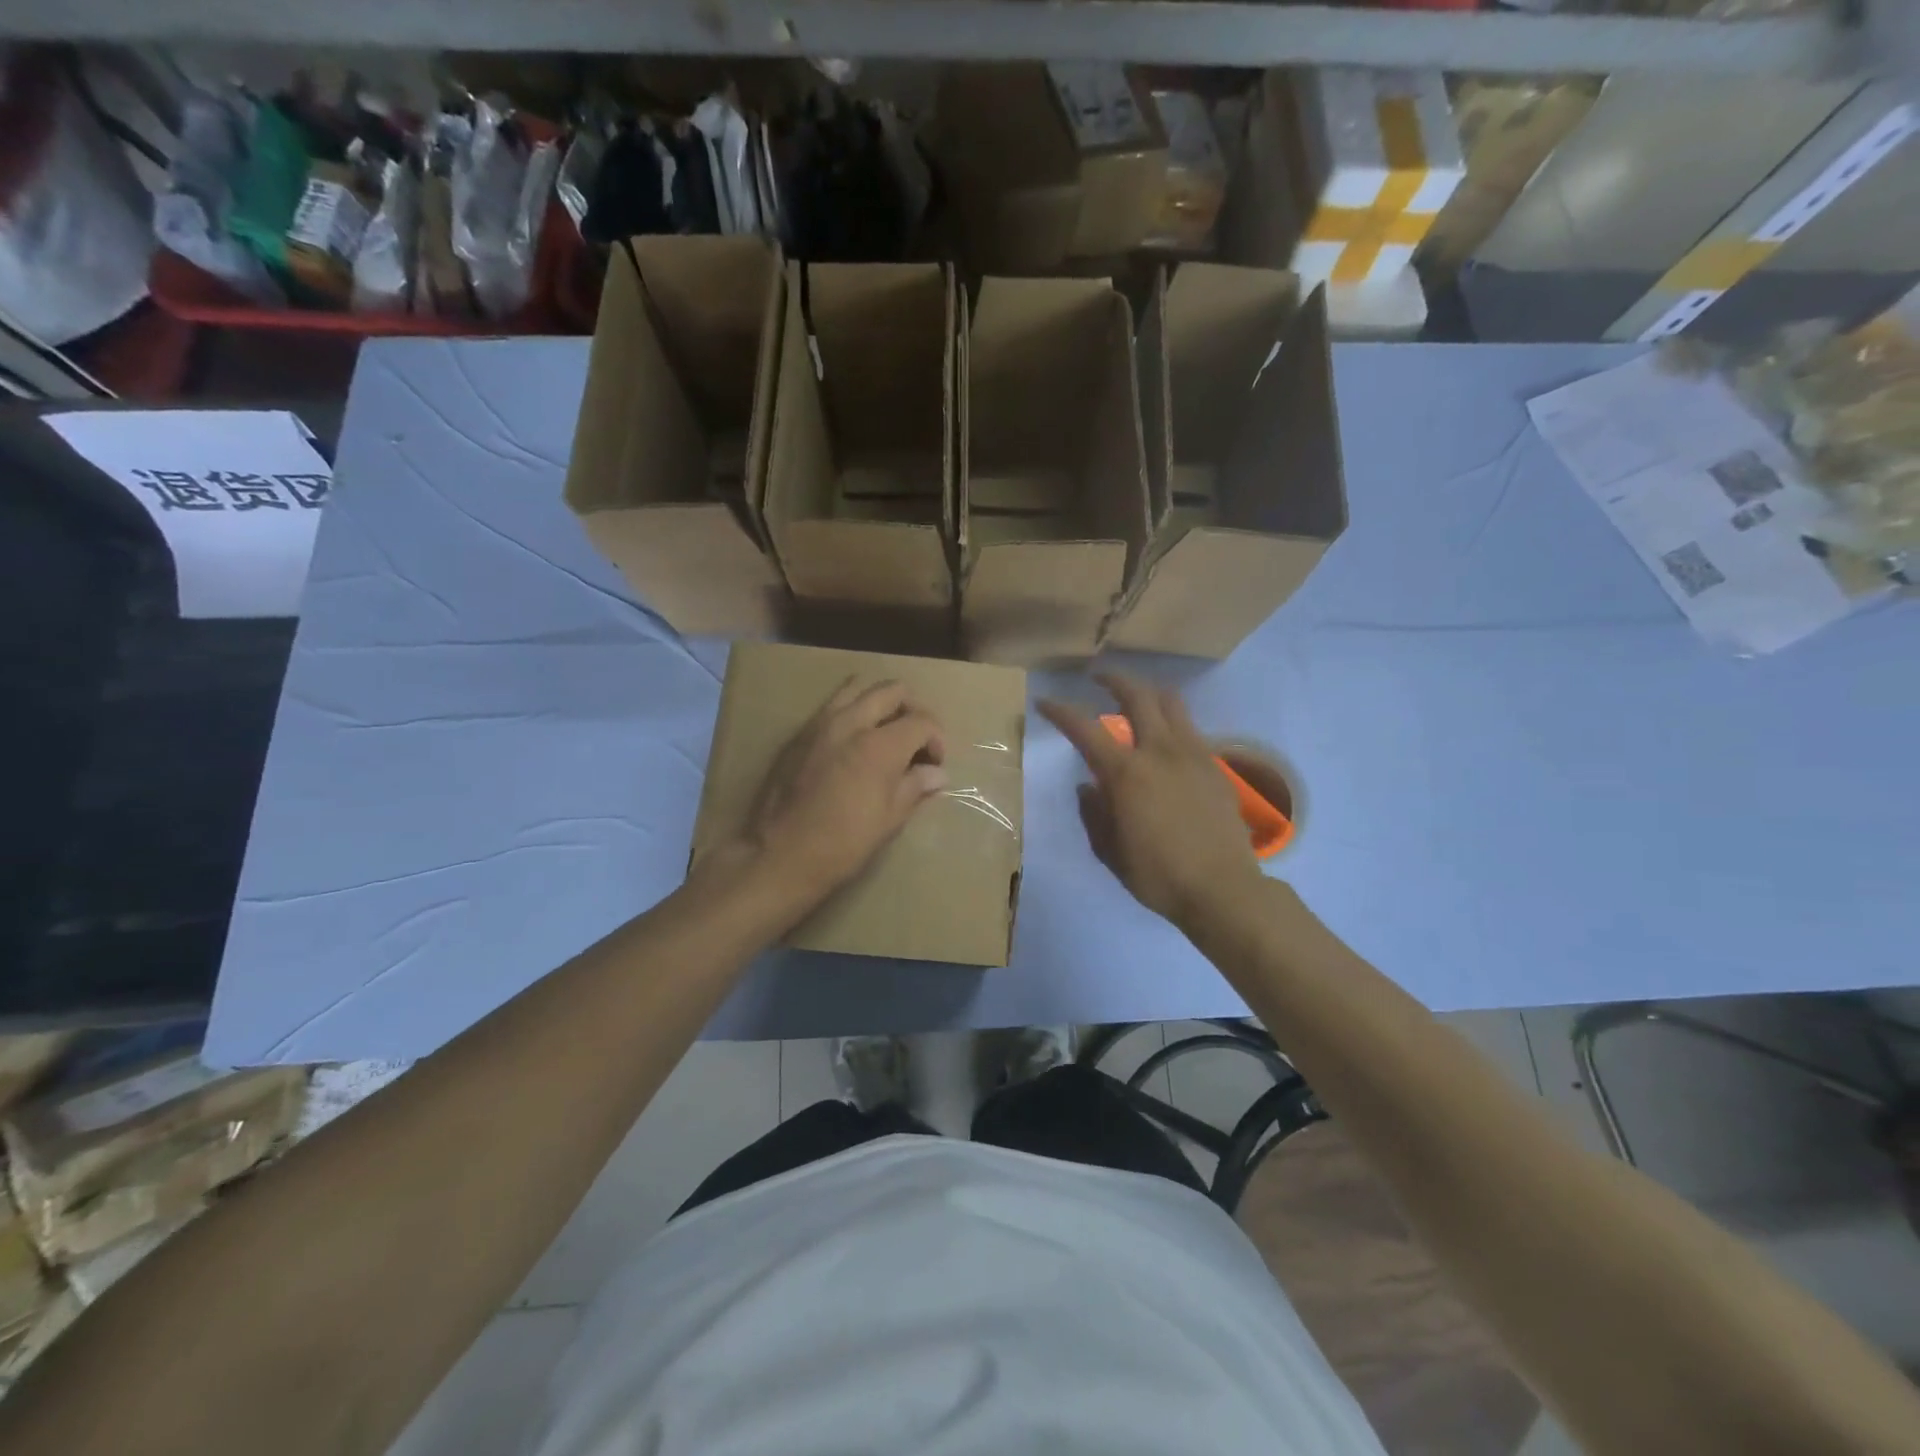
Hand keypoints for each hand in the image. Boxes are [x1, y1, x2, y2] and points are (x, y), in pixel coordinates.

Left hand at [732, 678, 947, 908]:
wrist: (779, 855)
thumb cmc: (843, 844)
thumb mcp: (889, 820)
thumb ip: (915, 787)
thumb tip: (937, 774)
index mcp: (880, 745)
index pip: (922, 721)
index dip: (937, 739)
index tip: (935, 764)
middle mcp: (851, 722)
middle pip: (892, 691)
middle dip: (912, 710)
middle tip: (915, 741)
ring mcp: (820, 724)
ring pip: (858, 688)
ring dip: (879, 703)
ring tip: (884, 733)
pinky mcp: (799, 734)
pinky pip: (832, 706)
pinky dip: (851, 713)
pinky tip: (852, 746)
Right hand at [1040, 674, 1261, 927]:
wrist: (1222, 889)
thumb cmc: (1157, 875)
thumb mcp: (1109, 851)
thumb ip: (1094, 813)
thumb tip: (1089, 786)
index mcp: (1126, 773)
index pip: (1085, 729)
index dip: (1061, 711)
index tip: (1045, 703)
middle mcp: (1159, 751)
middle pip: (1137, 695)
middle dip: (1113, 680)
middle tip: (1098, 678)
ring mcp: (1192, 754)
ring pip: (1170, 702)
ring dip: (1147, 693)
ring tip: (1135, 699)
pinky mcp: (1214, 765)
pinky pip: (1189, 728)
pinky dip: (1171, 721)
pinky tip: (1164, 739)